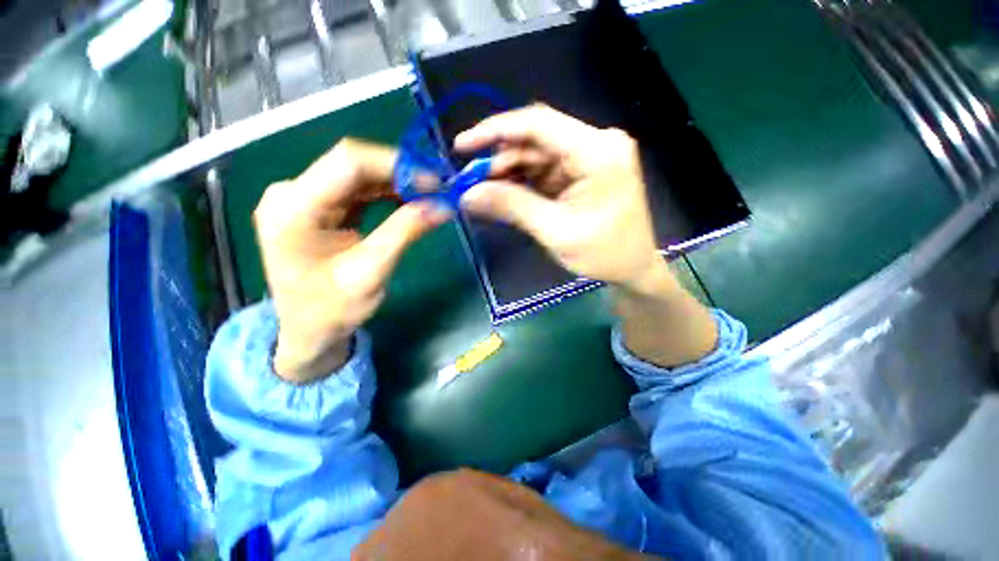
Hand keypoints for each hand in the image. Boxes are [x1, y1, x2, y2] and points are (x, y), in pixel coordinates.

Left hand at [254, 138, 450, 382]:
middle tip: (438, 188)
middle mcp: (291, 193)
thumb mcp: (371, 272)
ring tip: (429, 194)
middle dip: (399, 172)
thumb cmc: (332, 310)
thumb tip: (443, 206)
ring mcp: (302, 197)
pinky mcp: (317, 206)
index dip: (396, 165)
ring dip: (396, 182)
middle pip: (352, 163)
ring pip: (357, 174)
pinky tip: (408, 199)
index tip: (434, 182)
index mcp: (293, 208)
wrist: (307, 330)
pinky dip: (386, 192)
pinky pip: (356, 189)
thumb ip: (404, 232)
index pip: (348, 162)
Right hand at [456, 106, 716, 365]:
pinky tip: (505, 196)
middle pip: (535, 140)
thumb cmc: (604, 254)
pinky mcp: (582, 172)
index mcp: (597, 151)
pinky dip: (522, 183)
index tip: (461, 146)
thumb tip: (467, 194)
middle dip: (500, 160)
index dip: (495, 131)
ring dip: (508, 173)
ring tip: (484, 194)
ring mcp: (589, 157)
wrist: (633, 270)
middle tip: (471, 183)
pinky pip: (544, 170)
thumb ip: (511, 207)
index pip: (538, 124)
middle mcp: (595, 144)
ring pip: (536, 156)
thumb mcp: (555, 231)